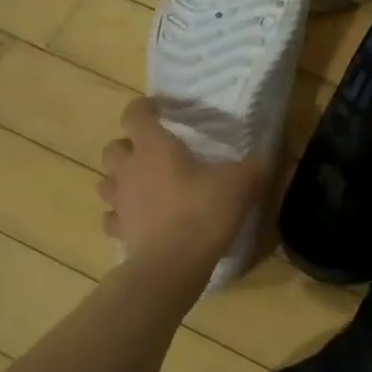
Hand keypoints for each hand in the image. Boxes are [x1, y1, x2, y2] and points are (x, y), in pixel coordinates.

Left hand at [97, 97, 264, 264]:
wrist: (173, 264)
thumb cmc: (204, 211)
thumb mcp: (242, 182)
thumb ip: (255, 163)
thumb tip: (266, 151)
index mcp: (155, 147)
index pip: (135, 114)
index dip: (146, 107)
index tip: (164, 109)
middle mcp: (129, 169)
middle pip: (113, 147)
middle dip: (130, 145)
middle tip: (155, 151)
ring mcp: (119, 202)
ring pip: (106, 181)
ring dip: (120, 178)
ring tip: (144, 183)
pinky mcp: (119, 231)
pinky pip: (112, 217)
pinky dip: (121, 214)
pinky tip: (140, 217)